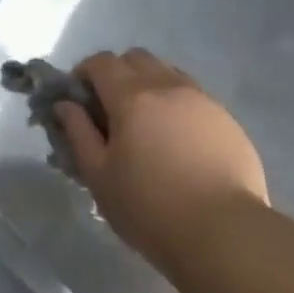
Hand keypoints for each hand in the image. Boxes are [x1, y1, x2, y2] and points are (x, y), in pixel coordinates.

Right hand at [57, 49, 266, 270]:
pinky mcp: (228, 120)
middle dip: (118, 73)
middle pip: (136, 58)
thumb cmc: (150, 208)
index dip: (84, 73)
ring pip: (168, 73)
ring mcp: (202, 100)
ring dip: (150, 85)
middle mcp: (168, 86)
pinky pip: (194, 97)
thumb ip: (78, 133)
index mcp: (132, 96)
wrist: (226, 234)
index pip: (101, 62)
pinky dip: (177, 105)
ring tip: (147, 125)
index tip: (79, 98)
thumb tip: (65, 104)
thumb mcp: (99, 176)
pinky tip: (179, 143)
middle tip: (111, 109)